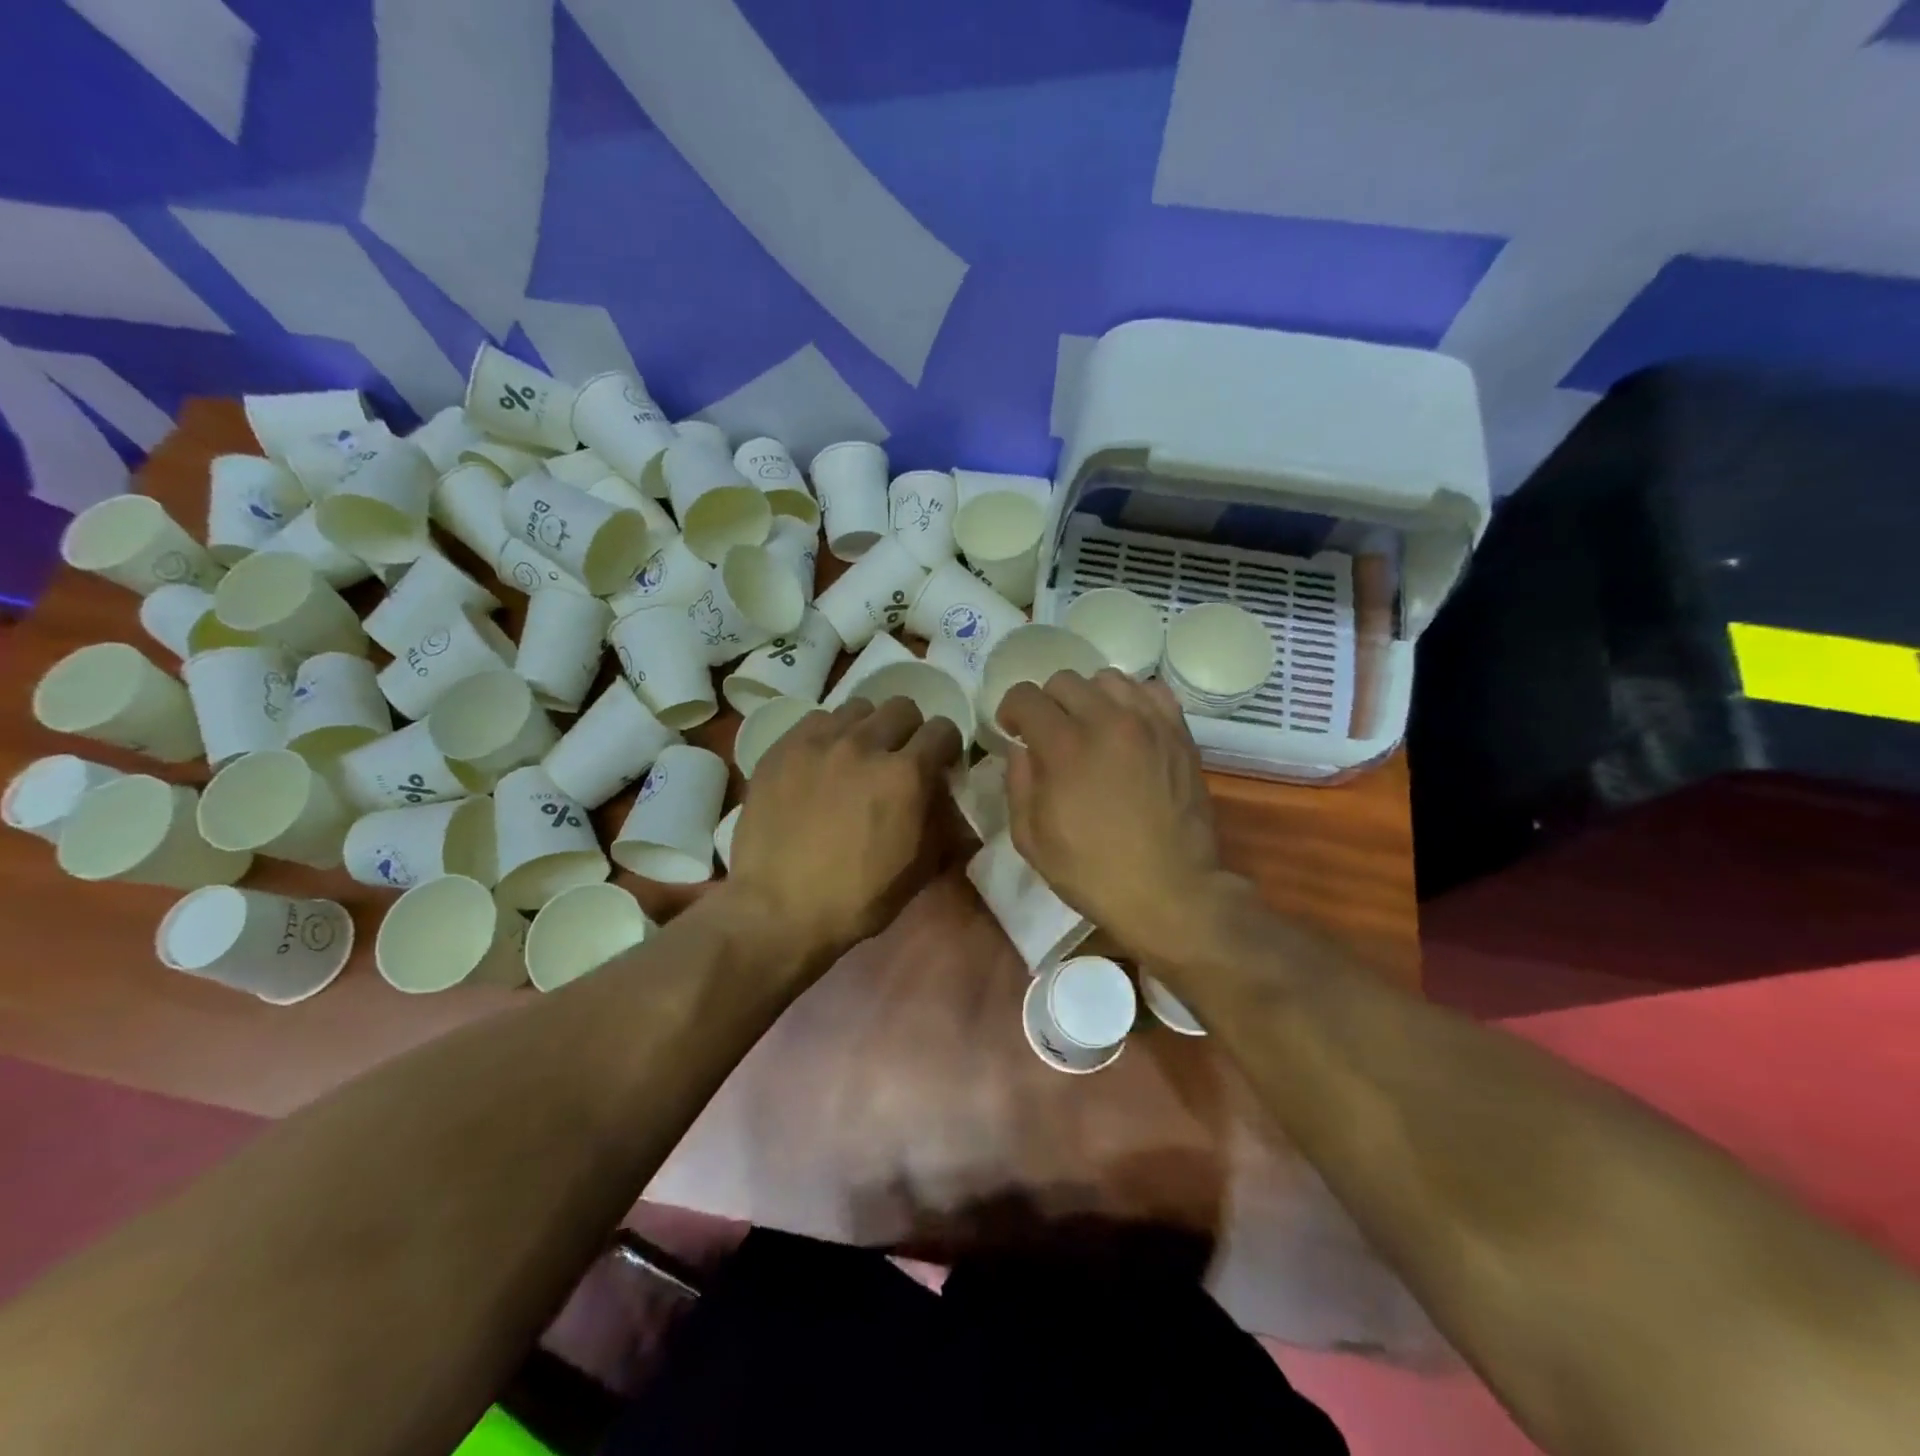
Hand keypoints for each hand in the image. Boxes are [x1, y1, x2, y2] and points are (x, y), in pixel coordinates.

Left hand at [730, 697, 962, 957]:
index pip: (943, 729)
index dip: (947, 747)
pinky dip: (828, 735)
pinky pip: (817, 719)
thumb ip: (942, 823)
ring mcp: (819, 741)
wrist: (777, 910)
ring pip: (858, 708)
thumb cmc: (857, 899)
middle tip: (898, 759)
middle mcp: (865, 744)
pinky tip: (821, 763)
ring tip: (857, 757)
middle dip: (909, 730)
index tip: (940, 765)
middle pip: (902, 707)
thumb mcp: (919, 869)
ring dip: (868, 728)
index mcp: (906, 774)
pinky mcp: (783, 747)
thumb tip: (949, 799)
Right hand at [998, 671, 1238, 963]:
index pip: (1026, 696)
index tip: (1013, 731)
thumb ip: (1018, 783)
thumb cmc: (1092, 872)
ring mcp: (1148, 723)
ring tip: (1091, 728)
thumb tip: (1022, 749)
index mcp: (1064, 746)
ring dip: (1089, 698)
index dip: (1011, 711)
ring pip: (1107, 678)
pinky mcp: (1179, 733)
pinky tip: (1127, 727)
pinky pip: (1150, 691)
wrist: (1170, 892)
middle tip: (1050, 735)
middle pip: (1064, 680)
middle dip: (1047, 704)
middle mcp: (1106, 720)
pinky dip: (1132, 701)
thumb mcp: (1031, 839)